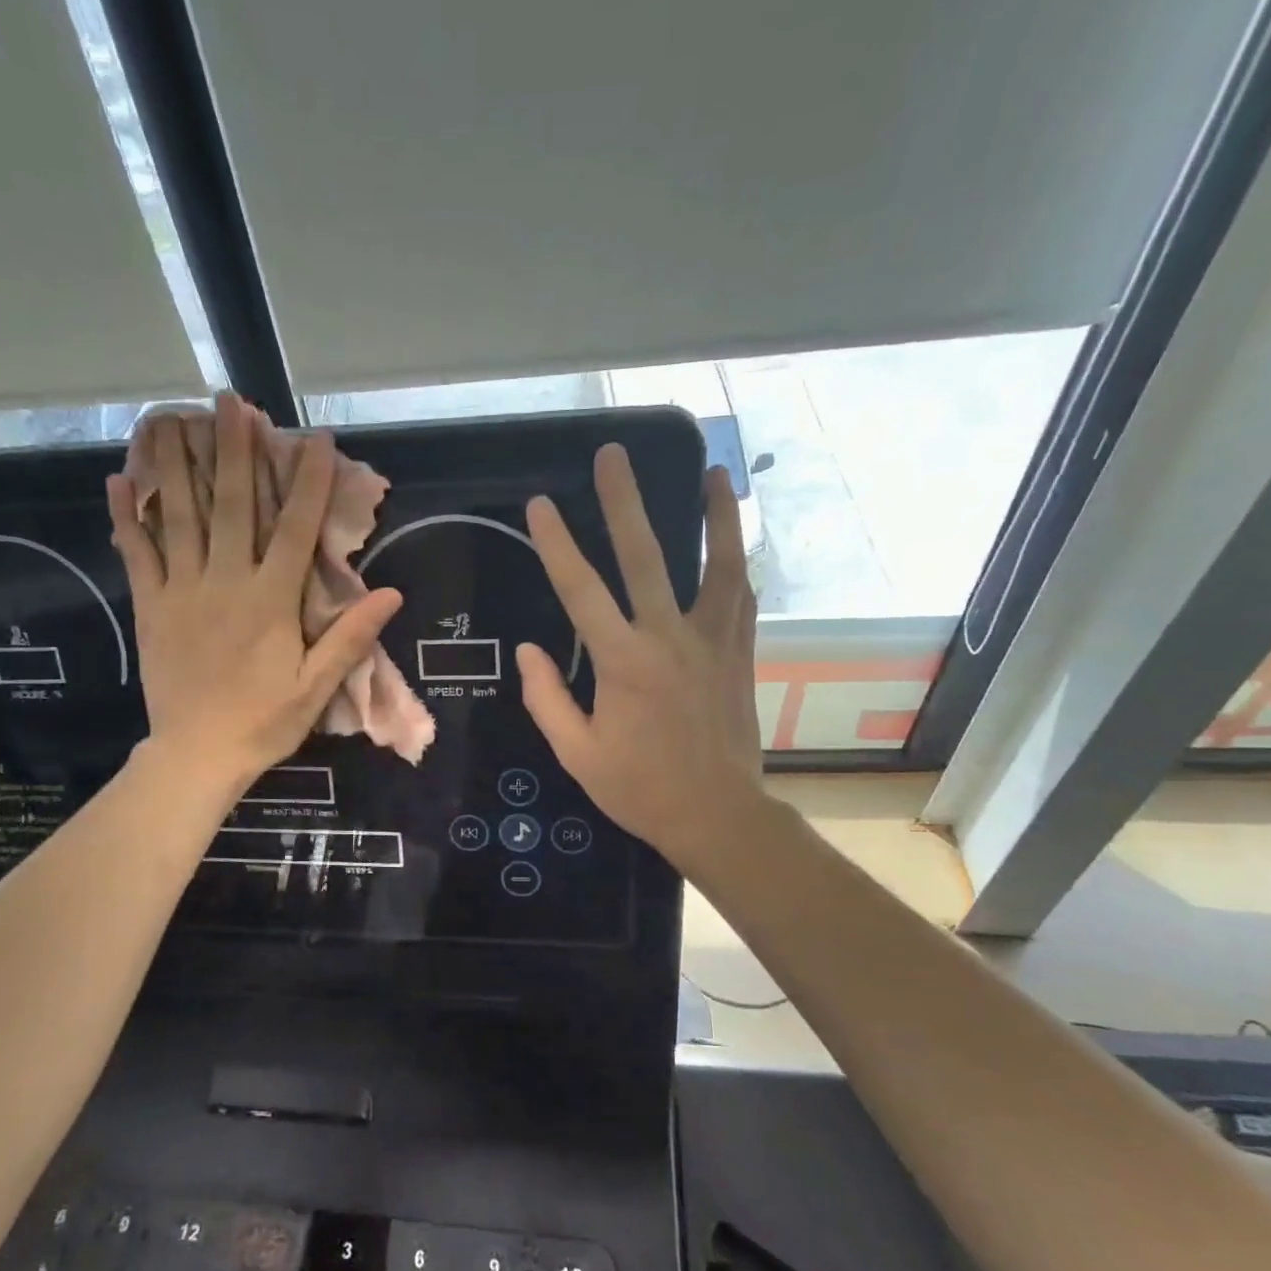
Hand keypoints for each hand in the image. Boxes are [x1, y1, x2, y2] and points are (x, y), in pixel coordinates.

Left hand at [110, 394, 401, 796]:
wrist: (197, 755)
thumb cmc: (263, 722)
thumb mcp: (317, 687)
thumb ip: (350, 637)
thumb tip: (391, 594)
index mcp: (271, 600)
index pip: (295, 529)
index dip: (309, 482)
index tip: (316, 440)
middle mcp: (225, 582)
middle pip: (232, 505)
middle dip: (234, 450)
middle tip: (229, 401)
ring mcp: (182, 590)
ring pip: (179, 516)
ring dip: (176, 464)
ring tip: (170, 417)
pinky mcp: (150, 606)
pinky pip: (137, 553)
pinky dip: (127, 517)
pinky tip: (119, 481)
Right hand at [518, 444, 762, 872]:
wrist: (717, 815)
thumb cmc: (639, 789)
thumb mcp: (577, 753)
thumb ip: (548, 698)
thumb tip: (528, 651)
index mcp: (624, 663)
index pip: (582, 591)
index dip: (558, 545)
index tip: (541, 505)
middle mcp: (670, 639)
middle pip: (647, 558)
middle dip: (626, 503)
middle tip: (613, 455)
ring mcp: (712, 643)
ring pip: (716, 566)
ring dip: (714, 516)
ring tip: (712, 473)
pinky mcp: (739, 656)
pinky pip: (742, 600)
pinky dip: (737, 566)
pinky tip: (735, 542)